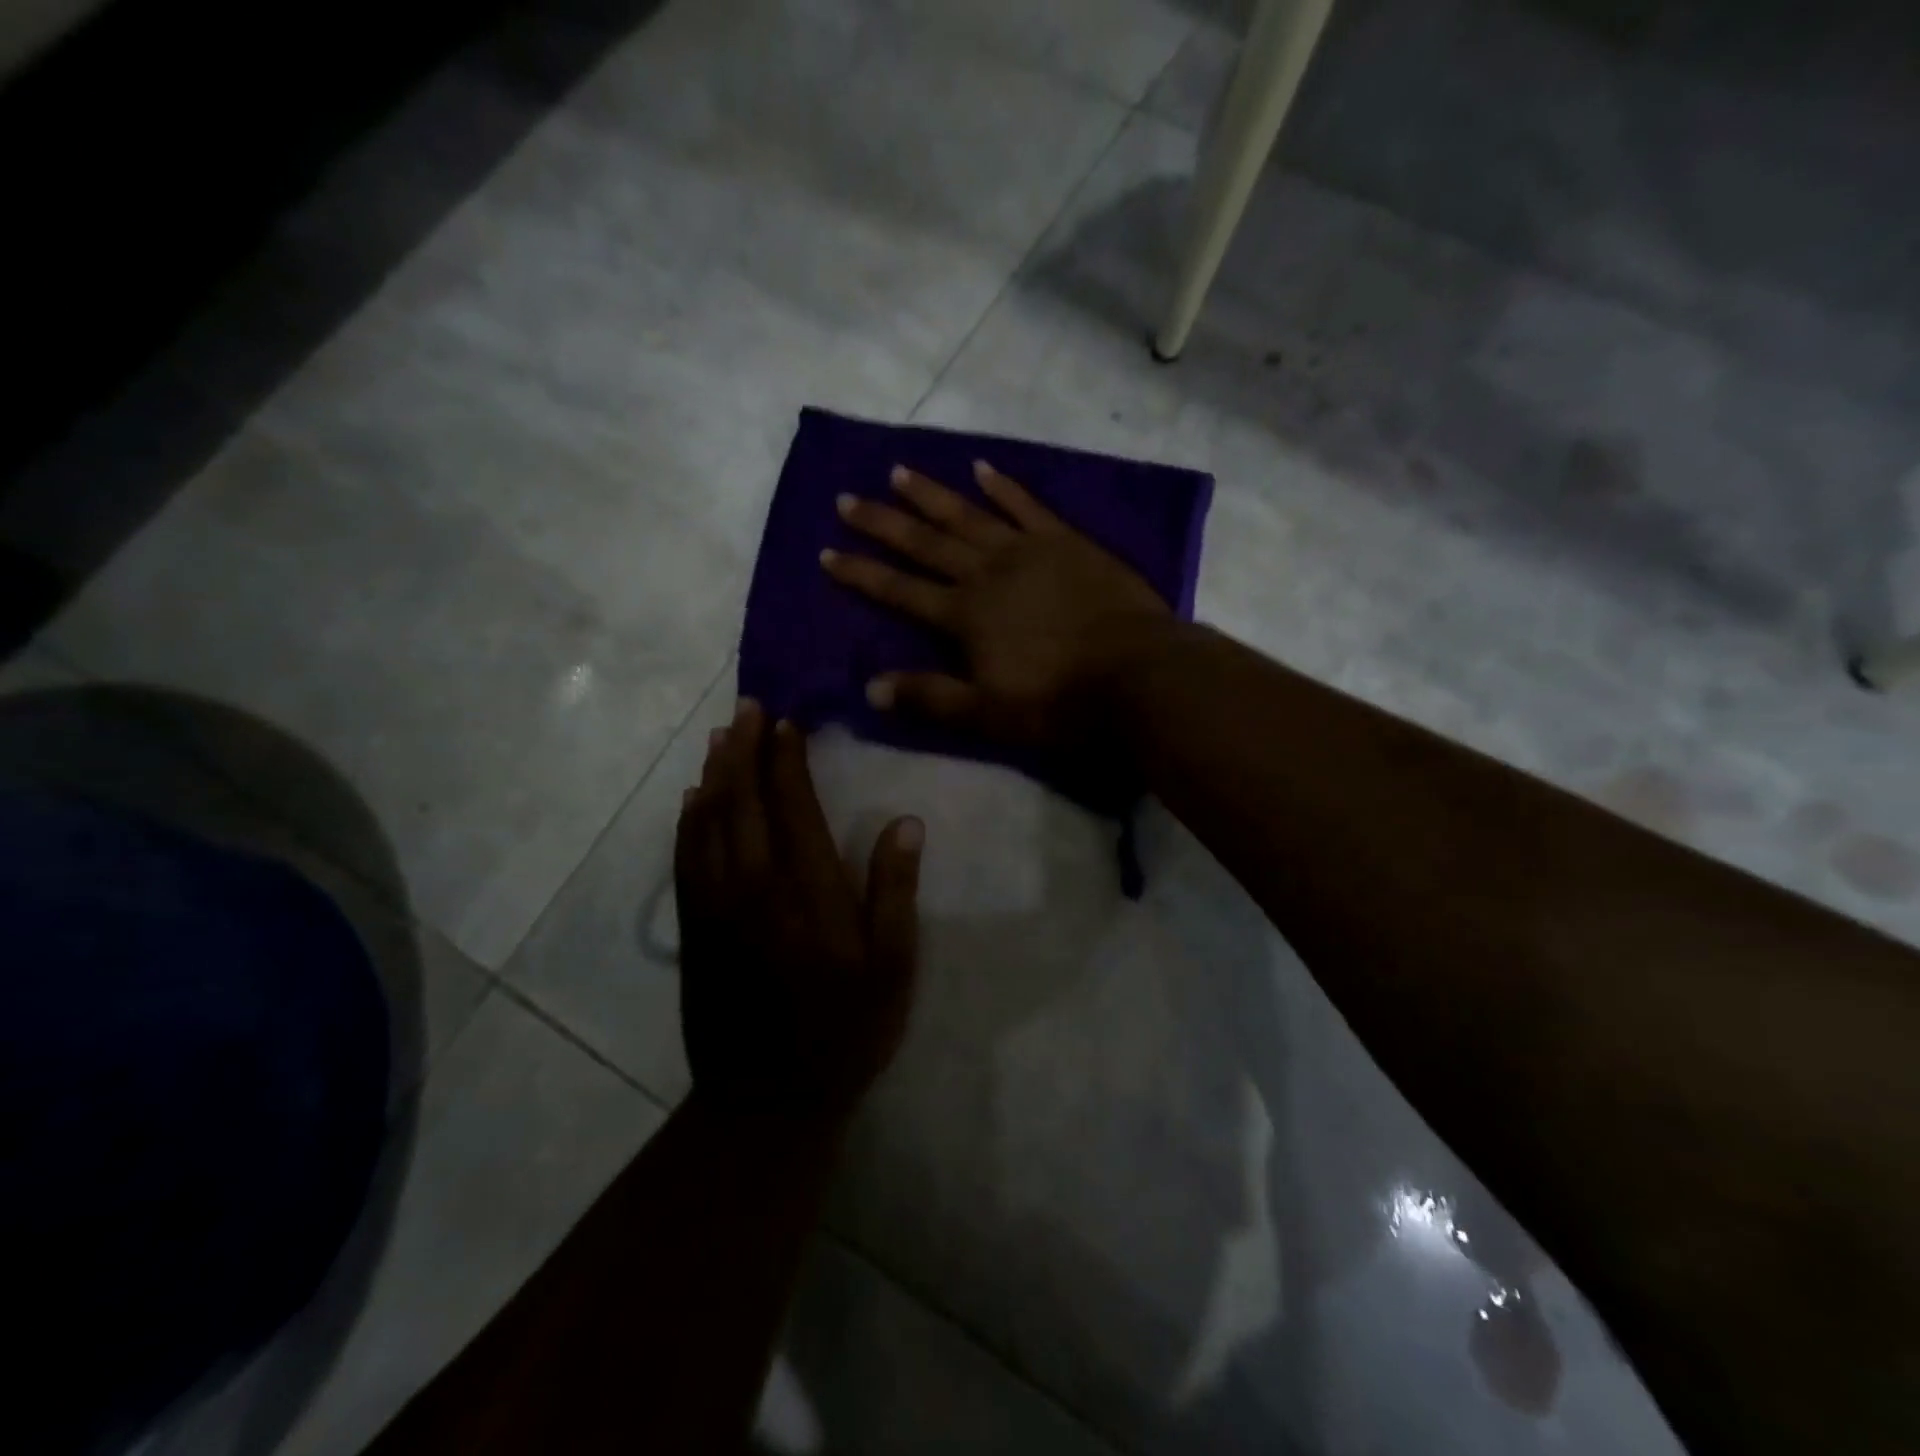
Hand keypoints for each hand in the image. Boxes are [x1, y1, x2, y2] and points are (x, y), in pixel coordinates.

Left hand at [675, 701, 922, 1124]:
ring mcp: (715, 905)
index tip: (788, 723)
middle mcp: (753, 885)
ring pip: (706, 822)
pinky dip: (688, 819)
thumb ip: (895, 891)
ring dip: (714, 774)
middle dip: (744, 749)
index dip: (788, 760)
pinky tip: (692, 800)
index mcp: (806, 891)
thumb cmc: (843, 1031)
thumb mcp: (891, 968)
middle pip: (741, 801)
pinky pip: (685, 856)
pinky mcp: (693, 927)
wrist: (767, 1099)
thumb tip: (905, 823)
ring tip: (721, 737)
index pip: (793, 805)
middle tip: (748, 709)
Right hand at [820, 459, 1168, 750]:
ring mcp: (1028, 551)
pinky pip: (1027, 506)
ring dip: (931, 495)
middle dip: (883, 523)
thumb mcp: (988, 714)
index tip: (827, 552)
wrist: (1139, 674)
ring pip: (968, 515)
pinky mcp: (1066, 542)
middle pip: (925, 543)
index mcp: (965, 616)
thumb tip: (869, 688)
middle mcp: (987, 573)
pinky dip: (1003, 486)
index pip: (899, 590)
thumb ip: (930, 698)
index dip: (861, 573)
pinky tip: (981, 467)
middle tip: (847, 498)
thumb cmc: (1061, 702)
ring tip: (898, 471)